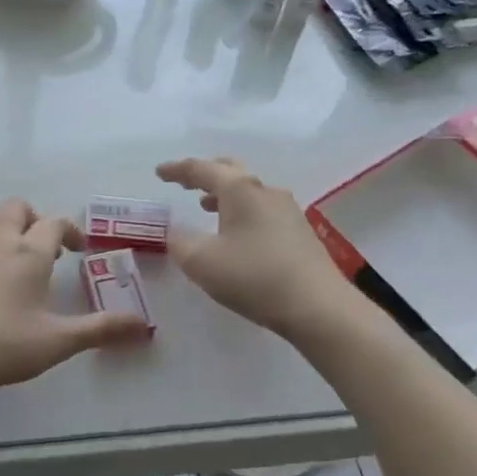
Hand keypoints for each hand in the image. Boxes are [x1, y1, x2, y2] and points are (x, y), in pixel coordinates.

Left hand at [0, 199, 150, 403]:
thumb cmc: (2, 345)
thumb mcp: (57, 341)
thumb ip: (101, 330)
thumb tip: (143, 326)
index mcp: (28, 252)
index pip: (54, 223)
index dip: (71, 231)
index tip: (79, 249)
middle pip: (17, 209)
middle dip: (34, 220)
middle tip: (45, 250)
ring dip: (4, 231)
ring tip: (12, 263)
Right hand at [158, 157, 356, 336]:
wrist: (317, 306)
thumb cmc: (253, 277)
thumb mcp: (201, 262)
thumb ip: (179, 241)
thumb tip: (174, 230)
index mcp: (239, 190)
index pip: (202, 169)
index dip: (177, 170)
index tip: (159, 173)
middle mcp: (265, 191)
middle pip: (231, 171)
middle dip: (205, 175)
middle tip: (184, 183)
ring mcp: (287, 210)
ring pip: (249, 191)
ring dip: (224, 194)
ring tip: (206, 206)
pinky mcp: (300, 232)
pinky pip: (262, 209)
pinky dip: (241, 211)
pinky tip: (236, 232)